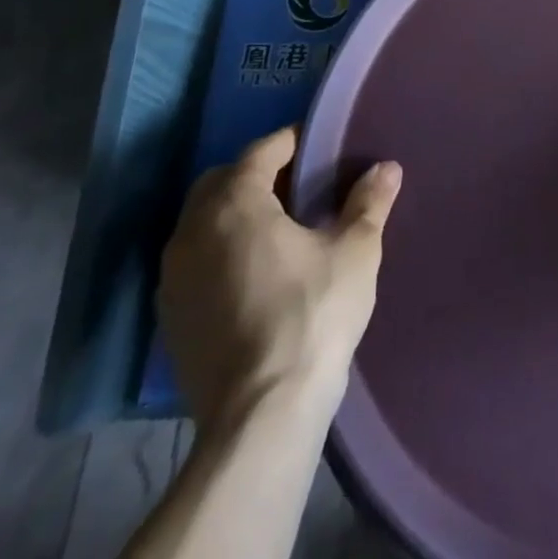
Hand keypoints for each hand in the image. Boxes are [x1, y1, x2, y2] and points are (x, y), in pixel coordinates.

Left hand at [157, 126, 400, 430]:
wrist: (261, 416)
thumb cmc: (312, 314)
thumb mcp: (355, 251)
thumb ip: (369, 203)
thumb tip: (387, 168)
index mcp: (235, 204)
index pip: (261, 152)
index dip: (291, 142)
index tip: (319, 146)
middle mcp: (192, 232)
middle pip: (221, 182)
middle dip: (256, 175)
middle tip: (299, 186)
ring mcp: (173, 279)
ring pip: (202, 224)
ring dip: (234, 215)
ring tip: (279, 229)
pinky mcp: (169, 319)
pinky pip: (194, 262)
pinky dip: (220, 252)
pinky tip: (255, 273)